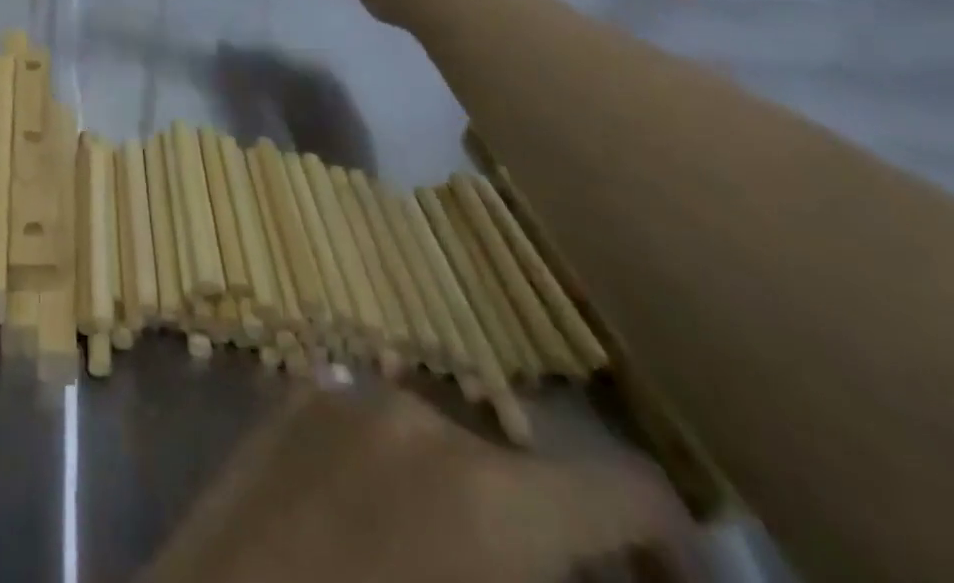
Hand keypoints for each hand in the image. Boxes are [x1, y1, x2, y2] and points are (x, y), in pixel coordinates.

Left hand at [139, 385, 692, 582]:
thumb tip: (604, 575)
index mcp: (490, 489)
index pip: (625, 490)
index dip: (673, 553)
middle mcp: (415, 415)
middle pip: (525, 476)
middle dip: (559, 549)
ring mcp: (340, 396)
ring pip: (446, 452)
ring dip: (474, 513)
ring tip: (455, 576)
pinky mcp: (287, 404)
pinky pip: (376, 438)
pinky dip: (403, 484)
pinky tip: (382, 544)